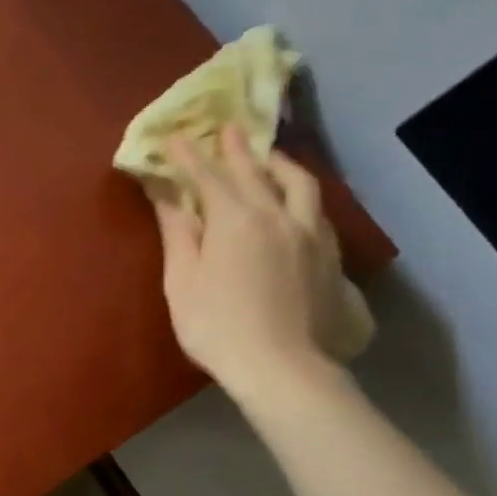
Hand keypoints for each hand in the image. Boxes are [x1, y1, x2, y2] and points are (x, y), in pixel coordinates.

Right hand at [152, 125, 346, 400]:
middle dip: (238, 150)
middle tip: (229, 128)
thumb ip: (178, 232)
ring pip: (300, 186)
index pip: (208, 177)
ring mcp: (311, 236)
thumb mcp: (183, 279)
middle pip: (257, 173)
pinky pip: (318, 212)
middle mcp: (278, 216)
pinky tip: (299, 204)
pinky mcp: (330, 258)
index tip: (175, 137)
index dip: (189, 156)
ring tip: (271, 157)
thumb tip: (166, 195)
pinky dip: (302, 196)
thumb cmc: (216, 325)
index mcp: (236, 219)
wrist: (282, 367)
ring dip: (281, 166)